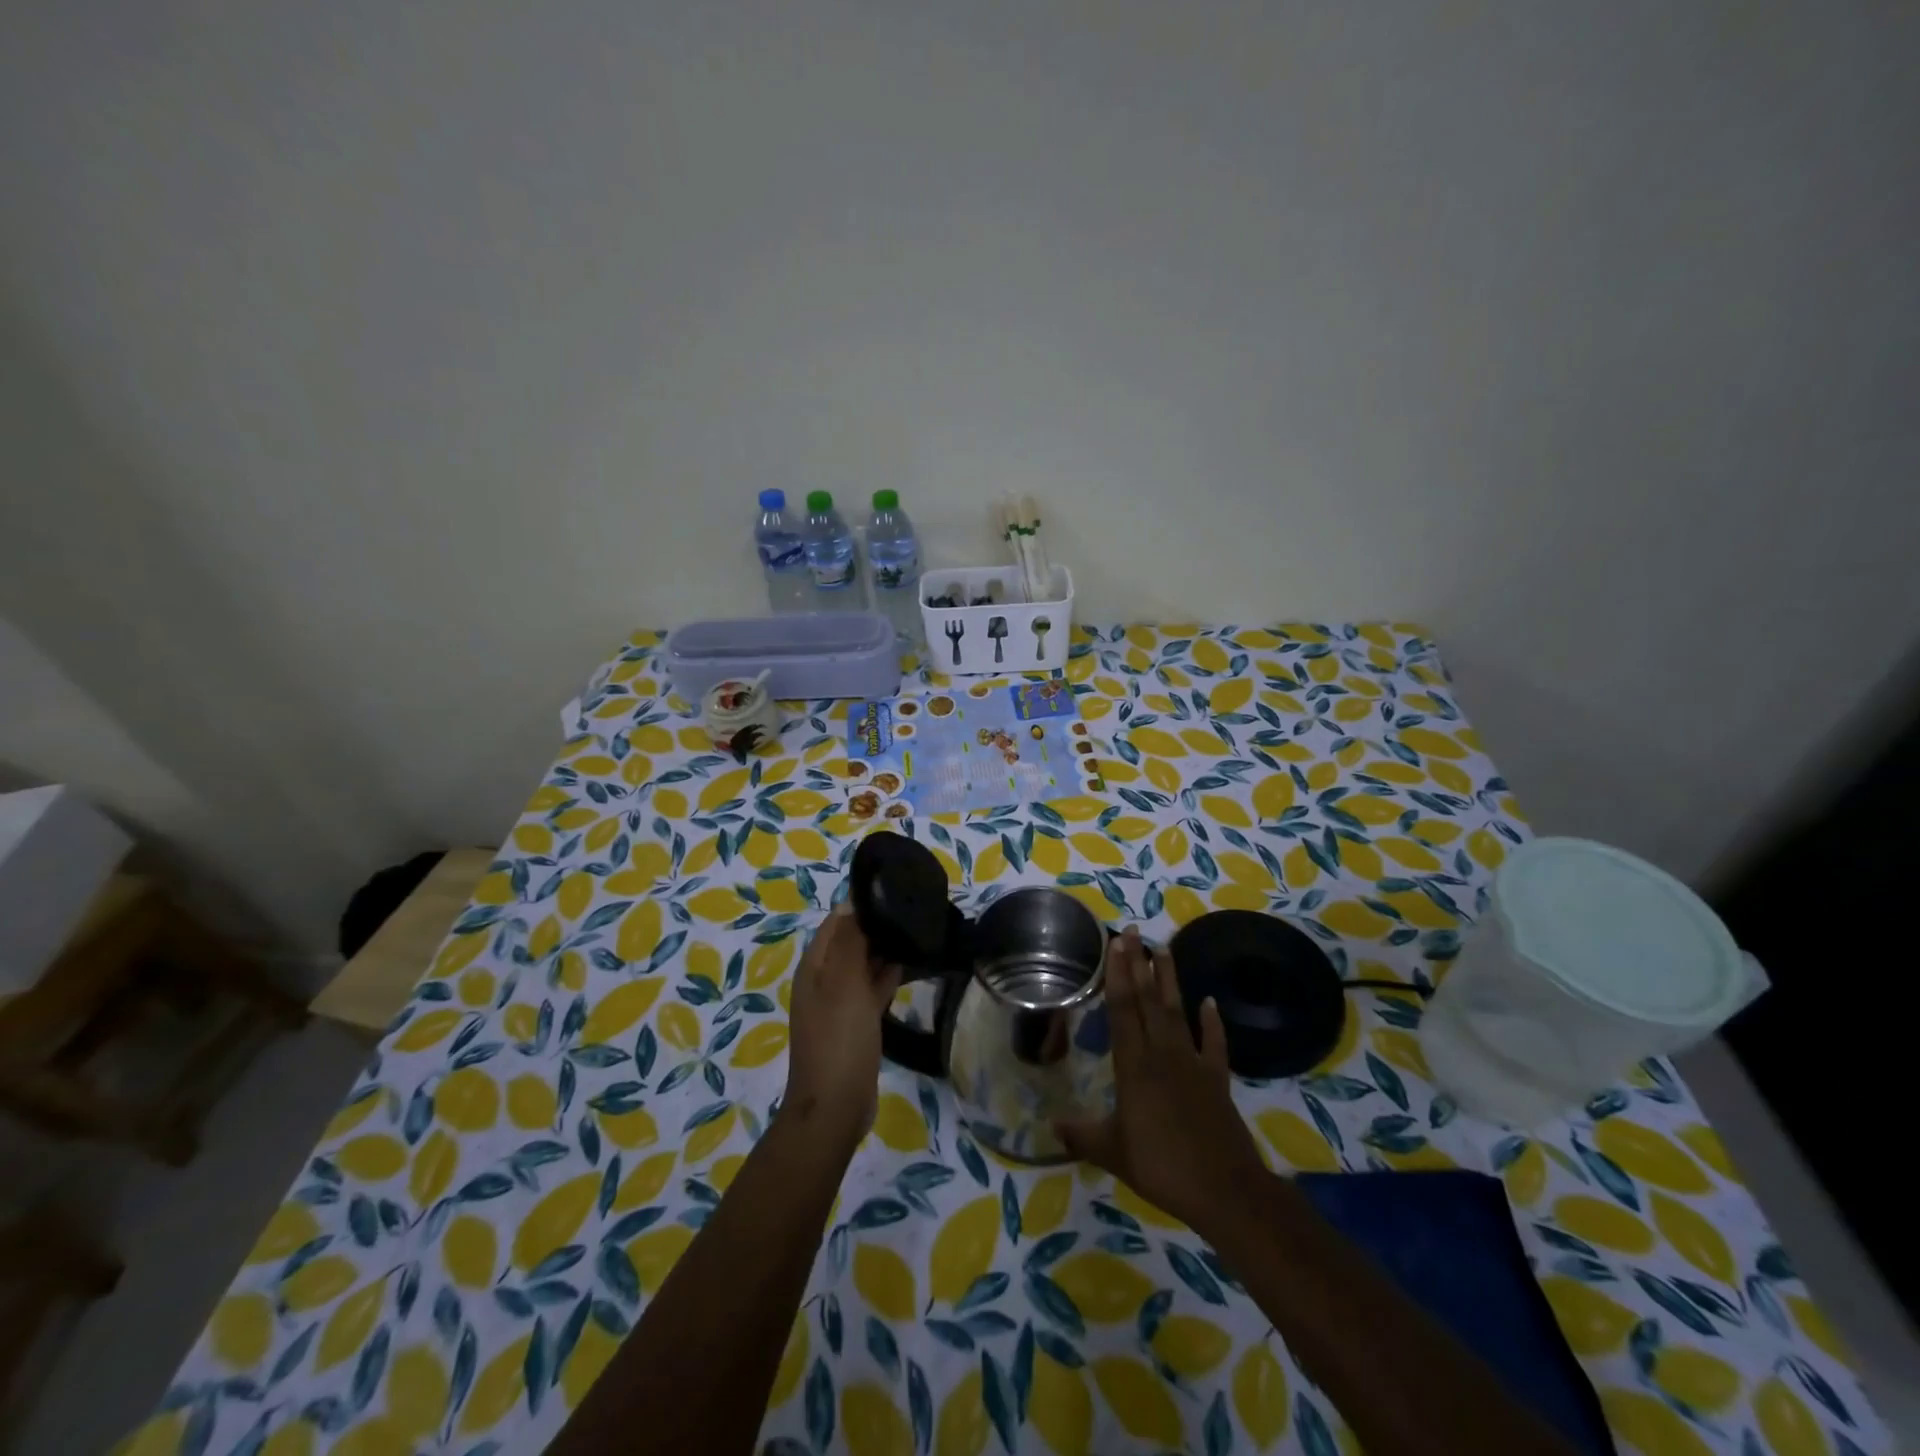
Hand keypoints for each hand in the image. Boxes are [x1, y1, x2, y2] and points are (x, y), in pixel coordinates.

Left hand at [784, 903, 901, 1146]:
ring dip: (884, 950)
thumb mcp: (844, 984)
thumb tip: (853, 903)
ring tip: (917, 930)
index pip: (837, 922)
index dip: (860, 905)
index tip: (894, 890)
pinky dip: (887, 975)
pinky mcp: (856, 1022)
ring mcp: (840, 1003)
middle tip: (912, 909)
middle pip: (850, 941)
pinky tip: (910, 964)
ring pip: (863, 964)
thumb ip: (849, 942)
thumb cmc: (839, 1039)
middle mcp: (824, 980)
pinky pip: (872, 989)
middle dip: (876, 926)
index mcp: (815, 967)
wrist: (835, 1106)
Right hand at [1055, 927, 1264, 1234]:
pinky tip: (1210, 1002)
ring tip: (1163, 948)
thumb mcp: (1113, 1152)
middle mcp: (1162, 1053)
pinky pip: (1214, 1043)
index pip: (1123, 1009)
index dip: (1117, 975)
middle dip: (1138, 964)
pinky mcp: (1217, 1078)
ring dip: (1170, 979)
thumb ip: (1082, 1135)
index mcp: (1134, 1066)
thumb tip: (1051, 1125)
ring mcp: (1193, 1063)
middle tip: (1132, 931)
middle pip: (1148, 1000)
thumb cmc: (1161, 1167)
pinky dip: (1213, 1022)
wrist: (1224, 1189)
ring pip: (1178, 1011)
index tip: (1115, 944)